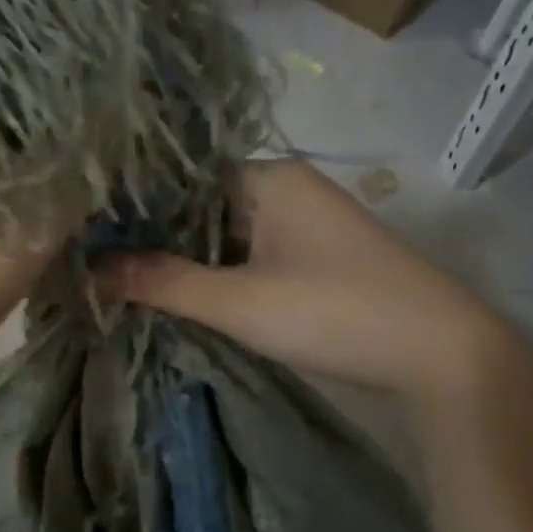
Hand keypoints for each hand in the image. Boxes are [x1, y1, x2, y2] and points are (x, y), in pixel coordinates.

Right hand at [96, 161, 532, 425]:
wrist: (441, 354)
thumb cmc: (333, 310)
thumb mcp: (238, 300)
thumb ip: (164, 282)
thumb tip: (92, 269)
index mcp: (269, 177)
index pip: (183, 176)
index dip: (138, 206)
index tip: (91, 233)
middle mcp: (287, 189)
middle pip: (203, 207)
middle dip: (158, 238)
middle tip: (100, 264)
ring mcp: (306, 226)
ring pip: (227, 235)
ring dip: (189, 260)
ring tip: (127, 281)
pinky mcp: (317, 260)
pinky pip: (252, 257)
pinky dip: (220, 275)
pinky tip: (184, 295)